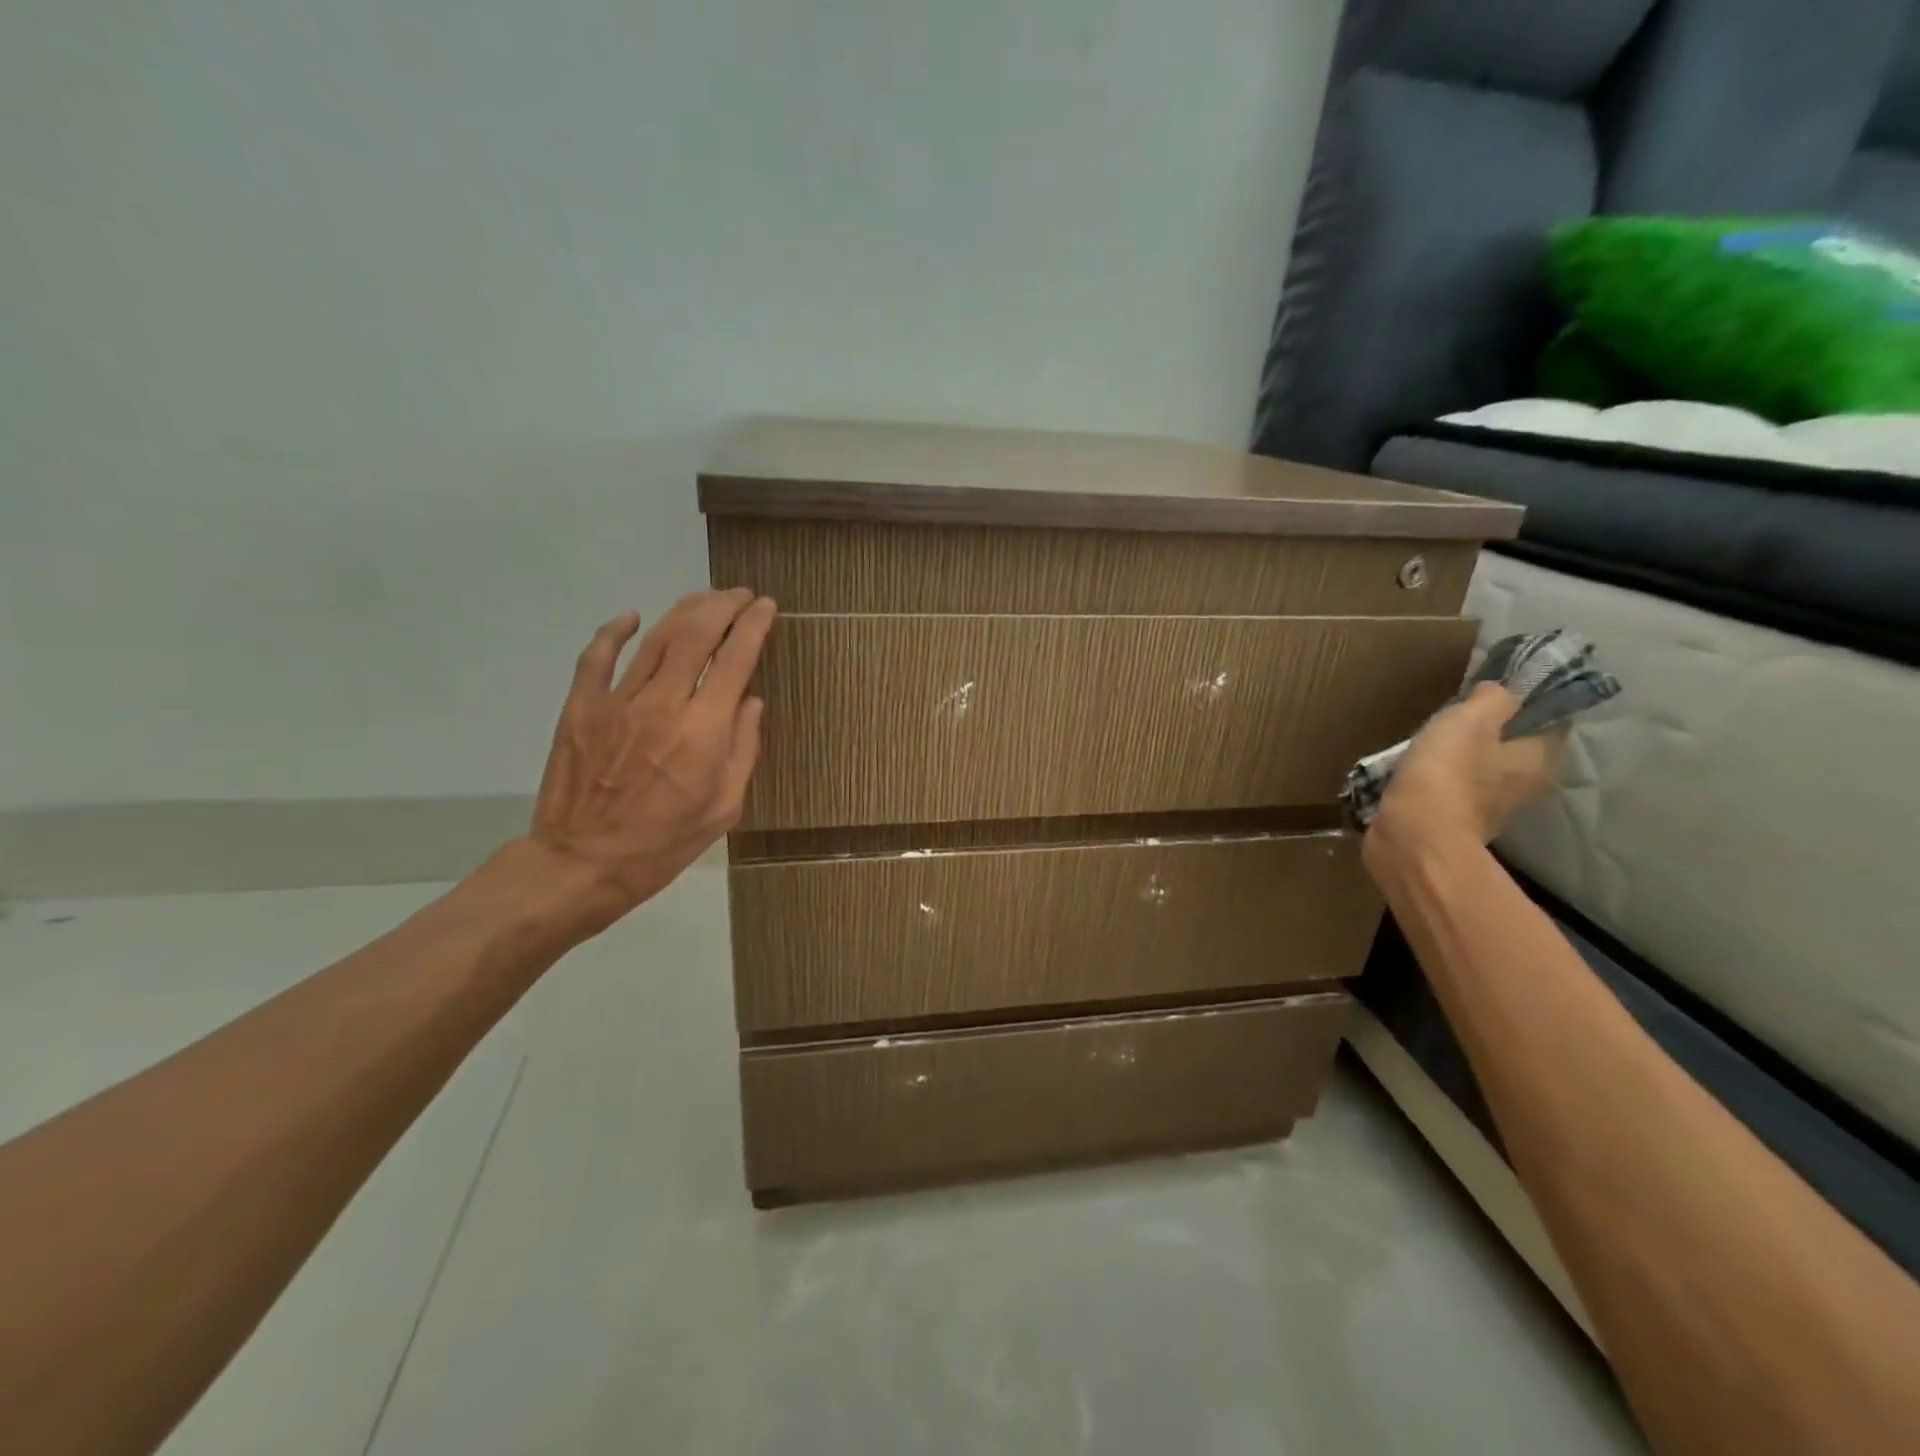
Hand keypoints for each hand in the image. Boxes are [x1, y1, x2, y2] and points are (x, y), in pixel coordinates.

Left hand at [522, 588, 775, 937]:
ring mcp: (616, 701)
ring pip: (655, 637)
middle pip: (696, 632)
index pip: (736, 657)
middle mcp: (663, 703)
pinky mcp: (579, 707)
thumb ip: (743, 749)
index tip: (766, 607)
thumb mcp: (724, 807)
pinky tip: (632, 617)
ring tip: (704, 599)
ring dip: (684, 610)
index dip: (755, 624)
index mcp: (704, 730)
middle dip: (723, 605)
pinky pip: (597, 656)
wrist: (582, 864)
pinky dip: (615, 630)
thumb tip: (751, 701)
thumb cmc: (664, 843)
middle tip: (739, 595)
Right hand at [1365, 681, 1562, 867]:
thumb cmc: (1447, 773)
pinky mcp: (1453, 824)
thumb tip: (1499, 691)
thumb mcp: (1470, 719)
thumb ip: (1493, 698)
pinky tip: (1416, 773)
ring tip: (1430, 744)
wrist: (1413, 837)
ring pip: (1481, 773)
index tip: (1496, 694)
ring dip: (1461, 760)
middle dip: (1489, 735)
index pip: (1549, 722)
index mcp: (1538, 760)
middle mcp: (1523, 787)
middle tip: (1457, 718)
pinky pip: (1451, 793)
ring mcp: (1488, 810)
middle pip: (1513, 750)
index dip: (1527, 704)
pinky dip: (1438, 782)